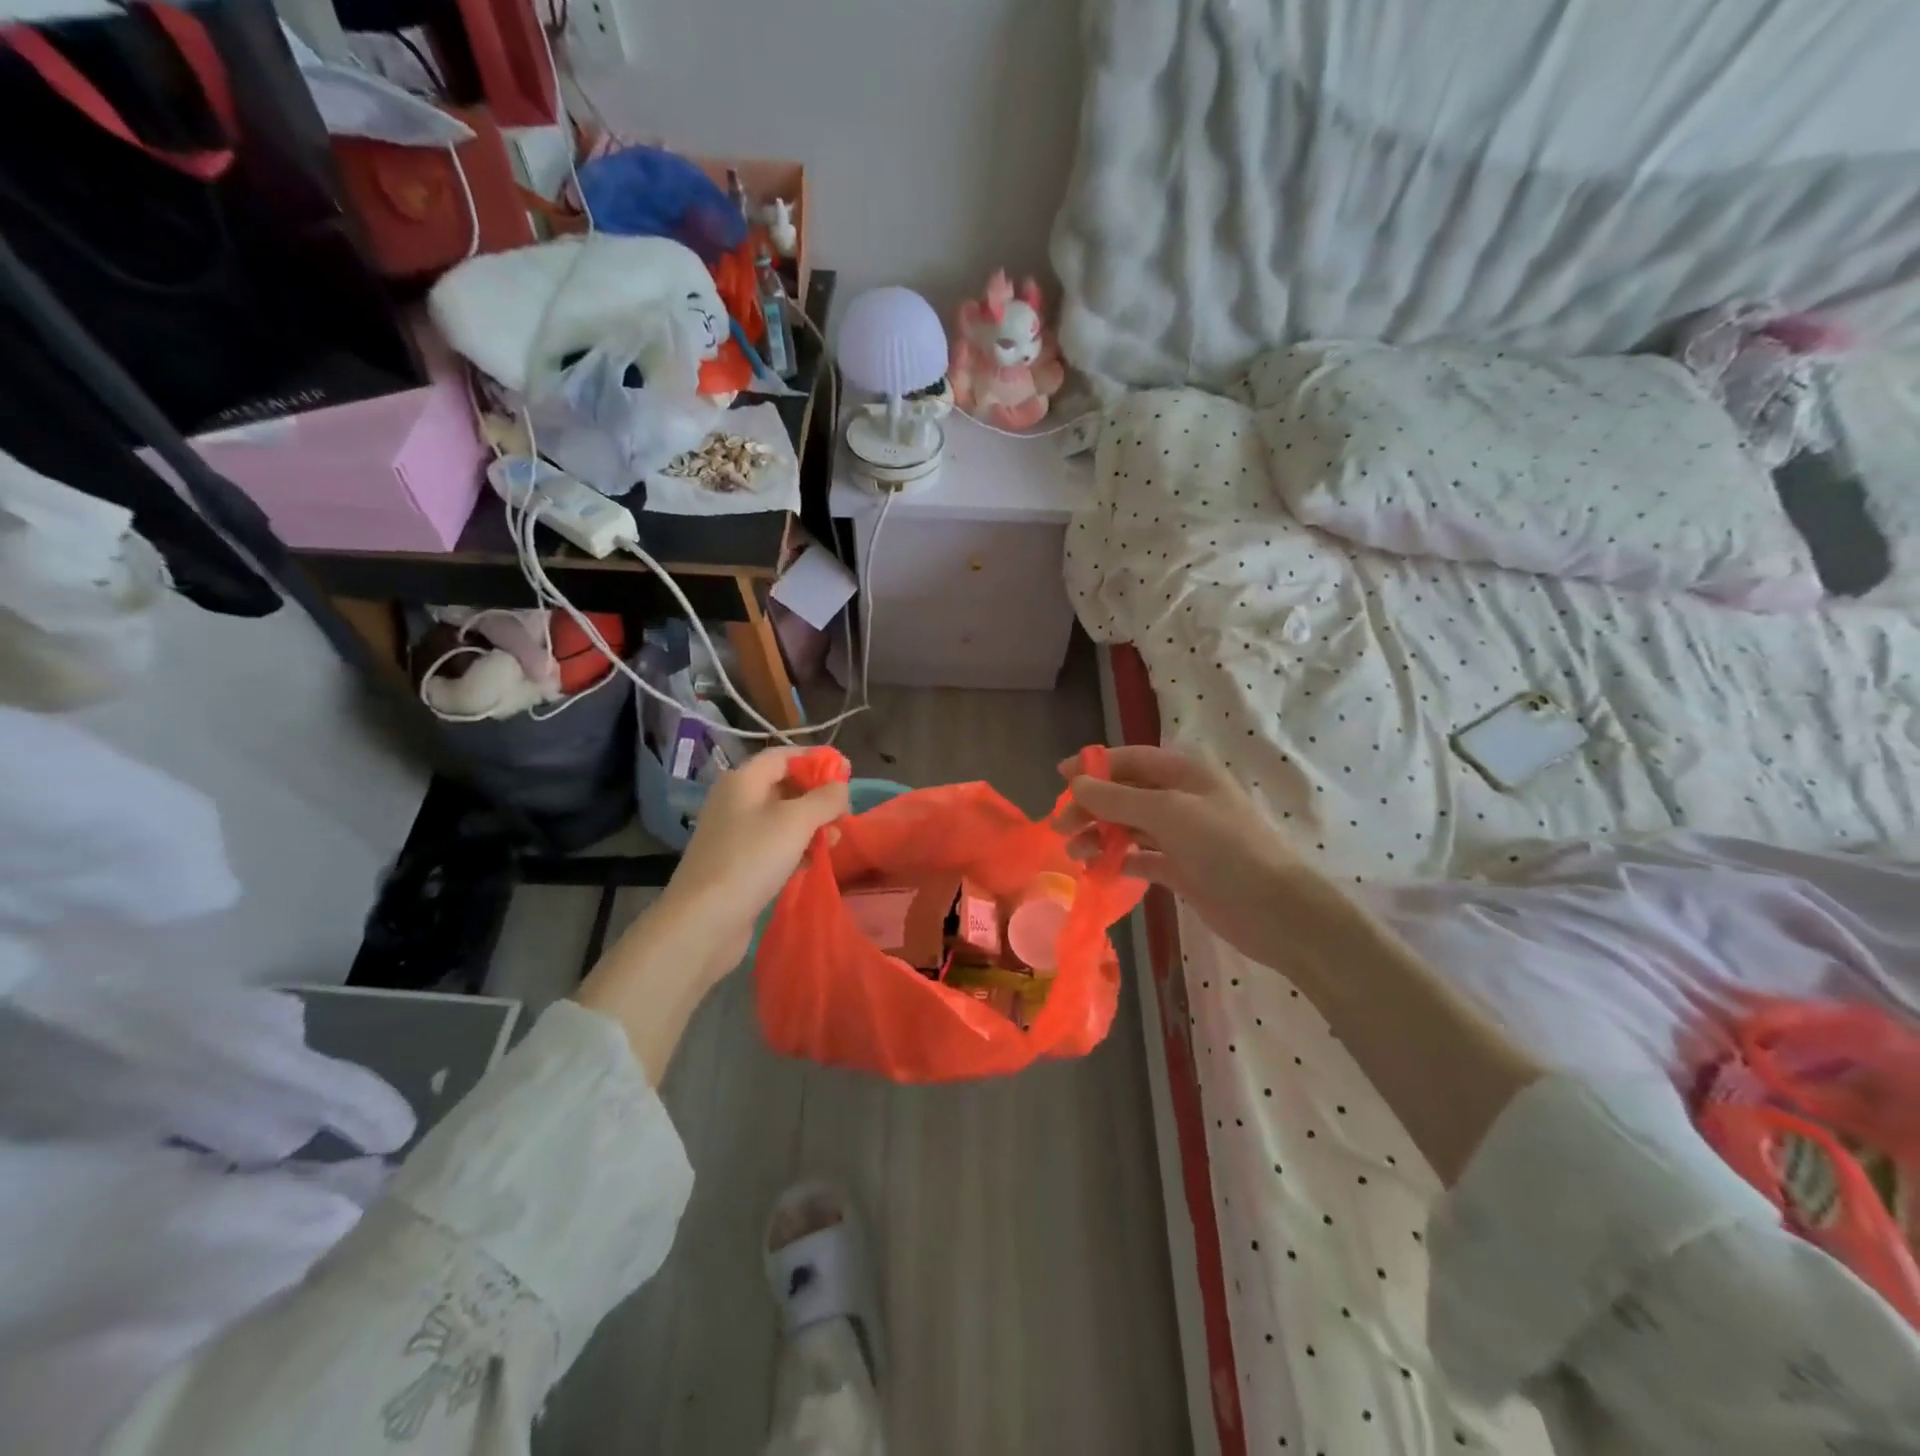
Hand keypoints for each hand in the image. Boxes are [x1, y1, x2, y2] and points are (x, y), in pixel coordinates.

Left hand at [658, 747, 850, 972]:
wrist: (704, 920)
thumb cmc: (751, 859)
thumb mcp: (796, 821)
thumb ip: (824, 799)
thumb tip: (841, 787)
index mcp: (743, 780)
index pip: (784, 756)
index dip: (816, 759)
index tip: (847, 773)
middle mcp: (736, 801)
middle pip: (784, 786)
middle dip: (818, 797)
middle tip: (844, 815)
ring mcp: (735, 834)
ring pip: (782, 818)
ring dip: (812, 825)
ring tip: (835, 842)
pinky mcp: (738, 863)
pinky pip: (774, 845)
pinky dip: (796, 848)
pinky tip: (812, 862)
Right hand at [1056, 745, 1309, 970]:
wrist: (1276, 910)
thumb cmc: (1226, 848)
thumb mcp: (1169, 814)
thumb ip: (1118, 798)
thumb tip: (1076, 784)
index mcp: (1185, 773)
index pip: (1130, 759)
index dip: (1094, 766)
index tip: (1060, 778)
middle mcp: (1181, 799)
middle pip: (1125, 793)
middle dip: (1091, 806)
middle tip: (1059, 827)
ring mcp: (1182, 835)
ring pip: (1129, 826)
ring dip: (1100, 835)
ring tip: (1074, 853)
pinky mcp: (1181, 869)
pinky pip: (1140, 857)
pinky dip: (1118, 861)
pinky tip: (1098, 871)